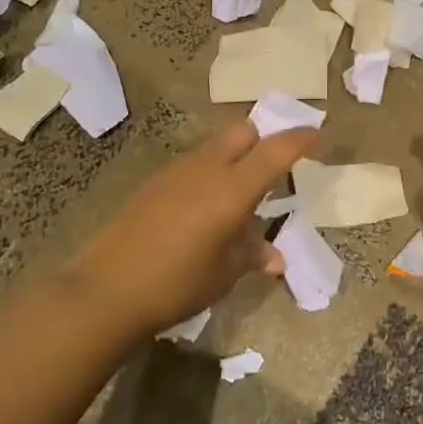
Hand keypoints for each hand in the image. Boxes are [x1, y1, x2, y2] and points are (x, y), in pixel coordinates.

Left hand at [64, 120, 317, 335]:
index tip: (318, 136)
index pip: (275, 150)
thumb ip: (252, 256)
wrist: (105, 292)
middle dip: (264, 139)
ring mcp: (174, 173)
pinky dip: (209, 175)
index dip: (300, 139)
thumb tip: (276, 258)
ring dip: (234, 159)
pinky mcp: (152, 185)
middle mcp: (204, 169)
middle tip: (276, 165)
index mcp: (231, 189)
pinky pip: (192, 166)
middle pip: (242, 132)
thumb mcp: (223, 274)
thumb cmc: (176, 285)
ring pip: (214, 148)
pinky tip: (206, 210)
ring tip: (241, 197)